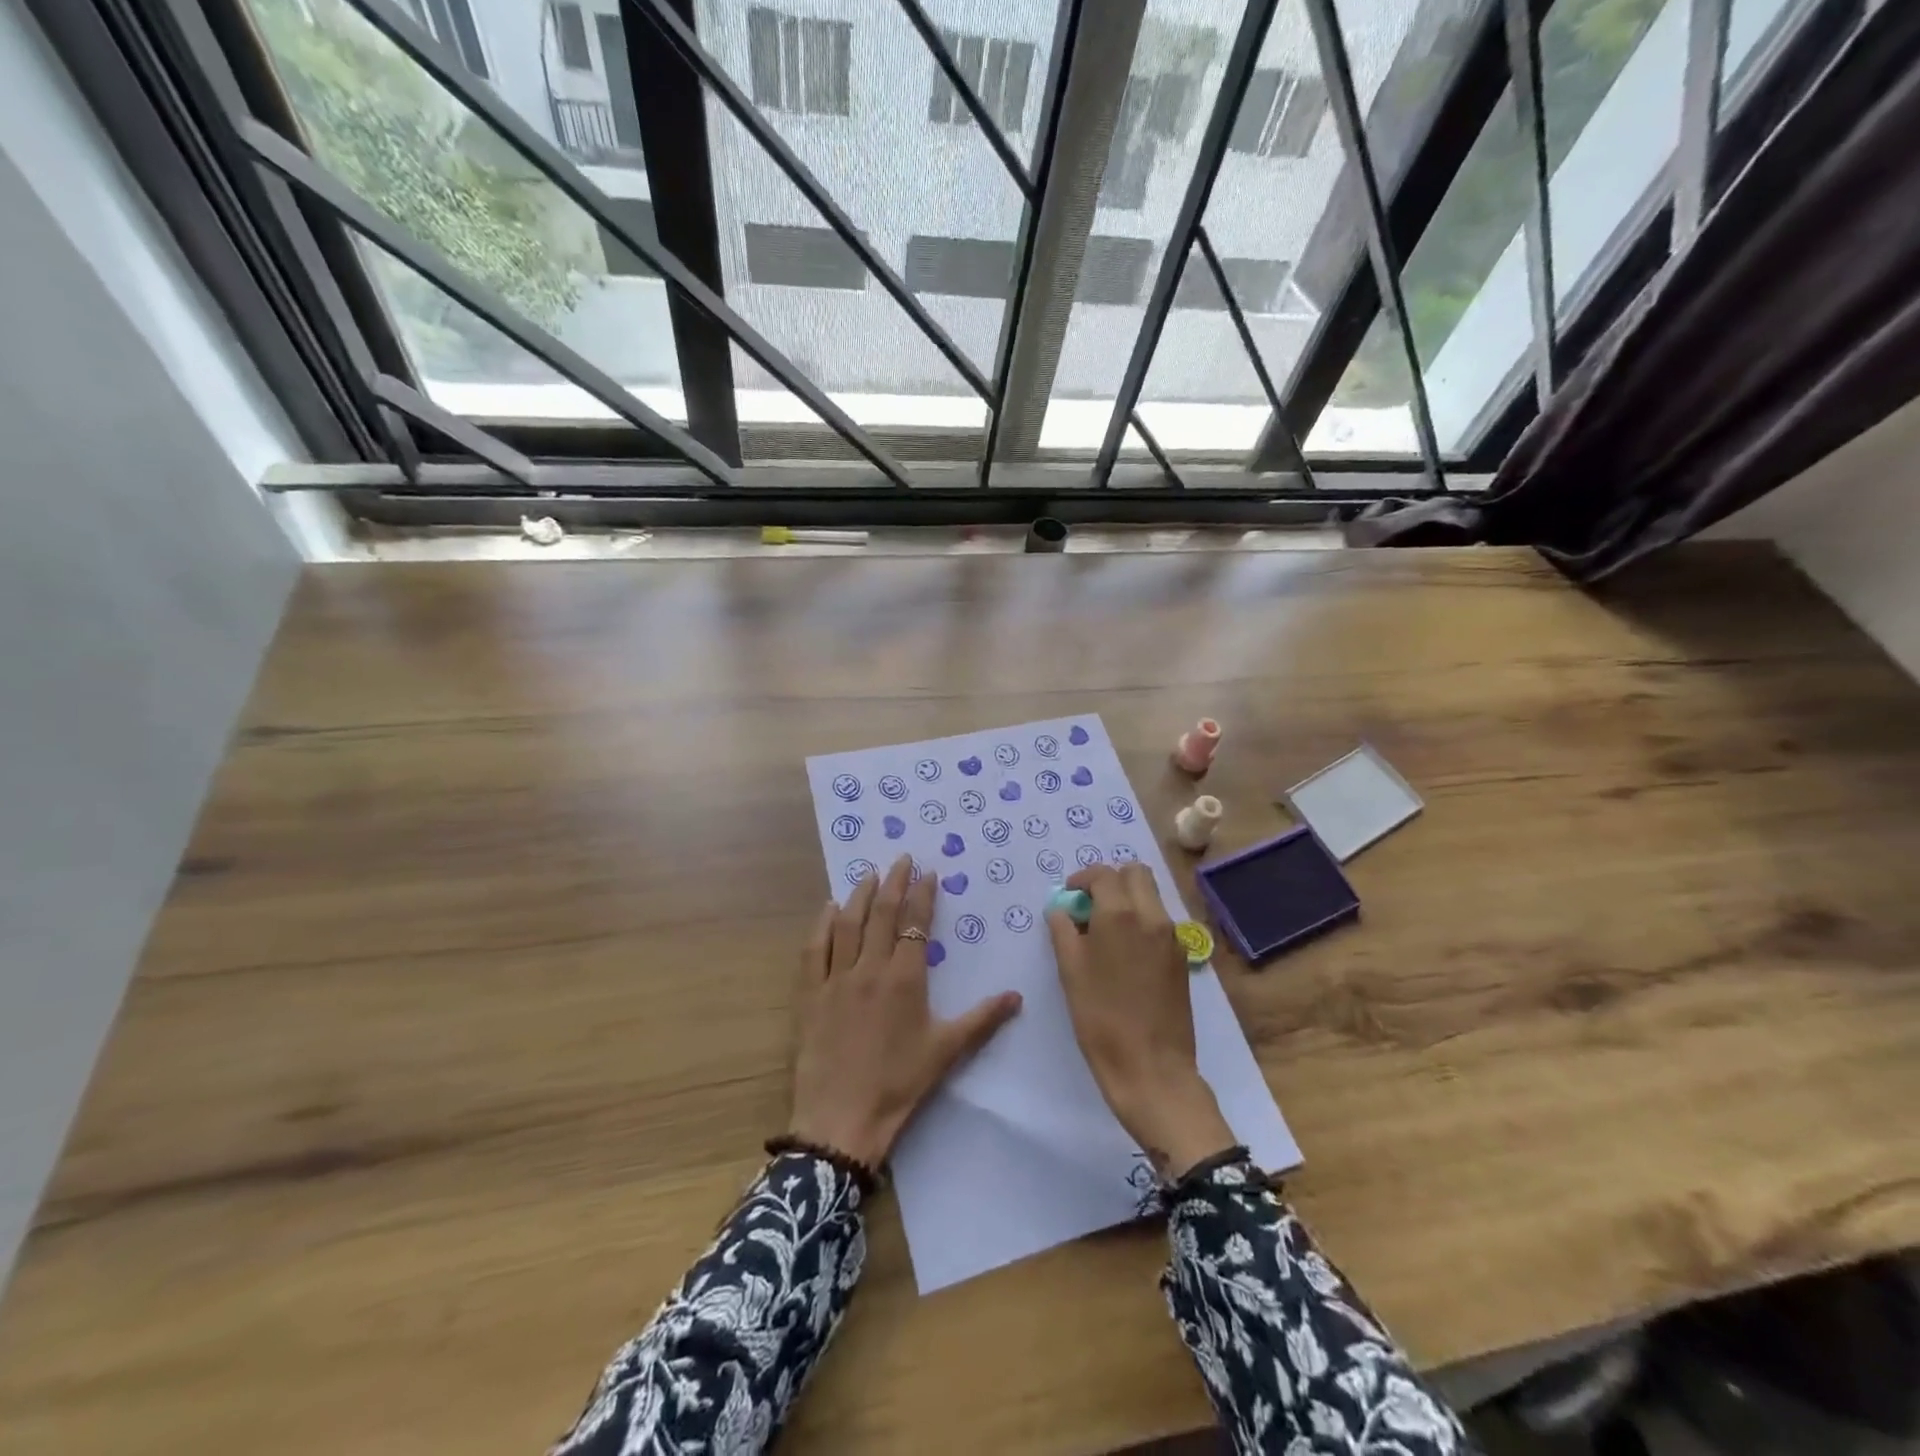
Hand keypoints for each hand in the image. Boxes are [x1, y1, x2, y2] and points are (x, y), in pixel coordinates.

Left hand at [789, 855, 1022, 1168]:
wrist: (841, 1118)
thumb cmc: (898, 1084)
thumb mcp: (946, 1051)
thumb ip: (982, 1019)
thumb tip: (1017, 996)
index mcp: (905, 979)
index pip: (915, 925)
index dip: (923, 896)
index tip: (928, 873)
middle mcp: (870, 969)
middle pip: (881, 914)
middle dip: (893, 882)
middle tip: (901, 858)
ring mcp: (836, 979)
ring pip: (848, 924)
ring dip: (859, 895)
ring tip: (868, 874)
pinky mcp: (811, 994)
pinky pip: (815, 949)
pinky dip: (823, 925)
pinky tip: (829, 909)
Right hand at [1047, 863, 1235, 1181]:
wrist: (1152, 1068)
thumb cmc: (1101, 1019)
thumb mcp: (1070, 971)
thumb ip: (1063, 930)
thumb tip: (1062, 910)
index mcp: (1121, 914)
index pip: (1103, 874)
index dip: (1082, 879)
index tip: (1068, 897)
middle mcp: (1153, 916)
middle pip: (1135, 873)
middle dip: (1110, 880)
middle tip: (1089, 905)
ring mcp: (1173, 937)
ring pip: (1151, 895)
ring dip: (1127, 899)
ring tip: (1104, 930)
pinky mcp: (1182, 958)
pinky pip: (1160, 921)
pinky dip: (1141, 920)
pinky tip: (1123, 952)